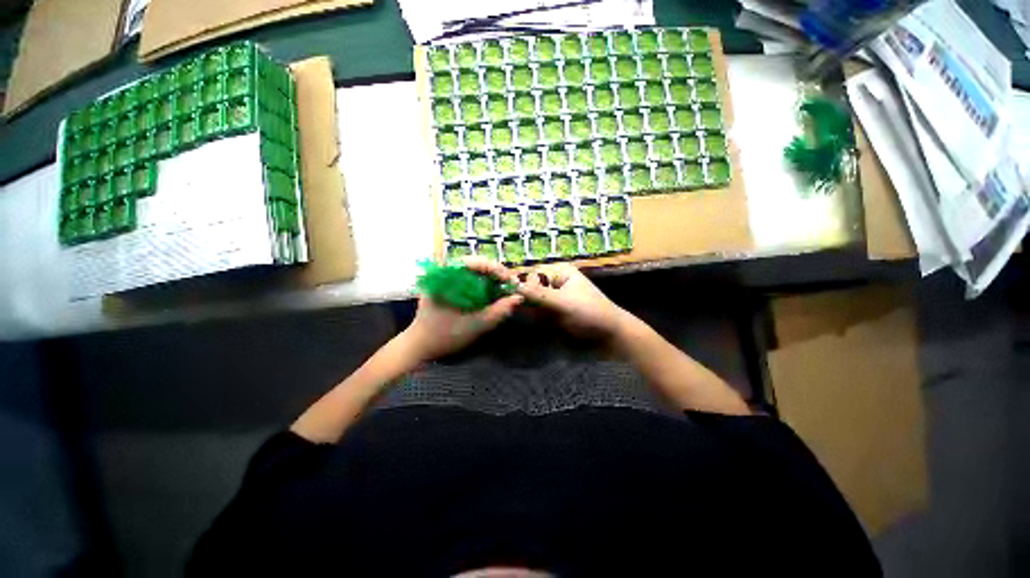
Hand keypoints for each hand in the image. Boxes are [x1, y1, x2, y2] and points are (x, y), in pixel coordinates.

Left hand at [401, 257, 523, 361]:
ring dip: (493, 280)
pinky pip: (470, 280)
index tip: (513, 283)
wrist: (419, 346)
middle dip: (498, 275)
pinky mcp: (448, 286)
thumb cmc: (444, 336)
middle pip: (478, 265)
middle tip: (512, 287)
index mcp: (447, 276)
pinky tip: (493, 294)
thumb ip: (498, 311)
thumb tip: (518, 298)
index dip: (498, 271)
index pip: (478, 263)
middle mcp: (445, 271)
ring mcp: (446, 278)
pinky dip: (484, 285)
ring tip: (506, 290)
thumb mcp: (475, 325)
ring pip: (476, 271)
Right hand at [516, 263, 631, 340]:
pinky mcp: (551, 313)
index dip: (521, 284)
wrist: (609, 336)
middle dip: (528, 302)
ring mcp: (551, 299)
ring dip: (533, 313)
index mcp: (558, 272)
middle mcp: (553, 283)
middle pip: (529, 289)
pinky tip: (548, 324)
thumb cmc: (590, 313)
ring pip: (531, 303)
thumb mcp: (563, 302)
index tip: (514, 297)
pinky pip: (536, 314)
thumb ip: (538, 295)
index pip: (531, 274)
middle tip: (533, 312)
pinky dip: (538, 320)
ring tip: (547, 320)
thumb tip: (513, 286)